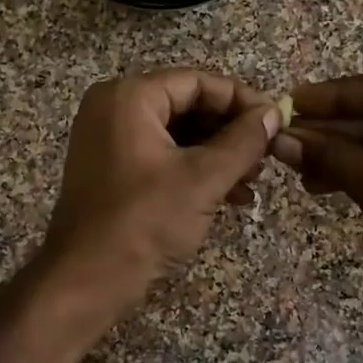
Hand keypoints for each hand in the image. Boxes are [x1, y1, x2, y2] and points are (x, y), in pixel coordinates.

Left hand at [42, 68, 282, 313]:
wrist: (86, 280)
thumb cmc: (144, 222)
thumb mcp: (203, 179)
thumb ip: (243, 141)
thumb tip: (274, 113)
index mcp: (129, 97)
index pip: (197, 82)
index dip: (241, 100)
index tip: (276, 121)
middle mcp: (114, 109)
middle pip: (187, 105)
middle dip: (231, 132)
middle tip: (267, 155)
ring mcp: (109, 140)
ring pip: (177, 135)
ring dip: (218, 155)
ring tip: (254, 181)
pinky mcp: (112, 170)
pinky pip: (162, 157)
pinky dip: (195, 172)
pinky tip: (231, 197)